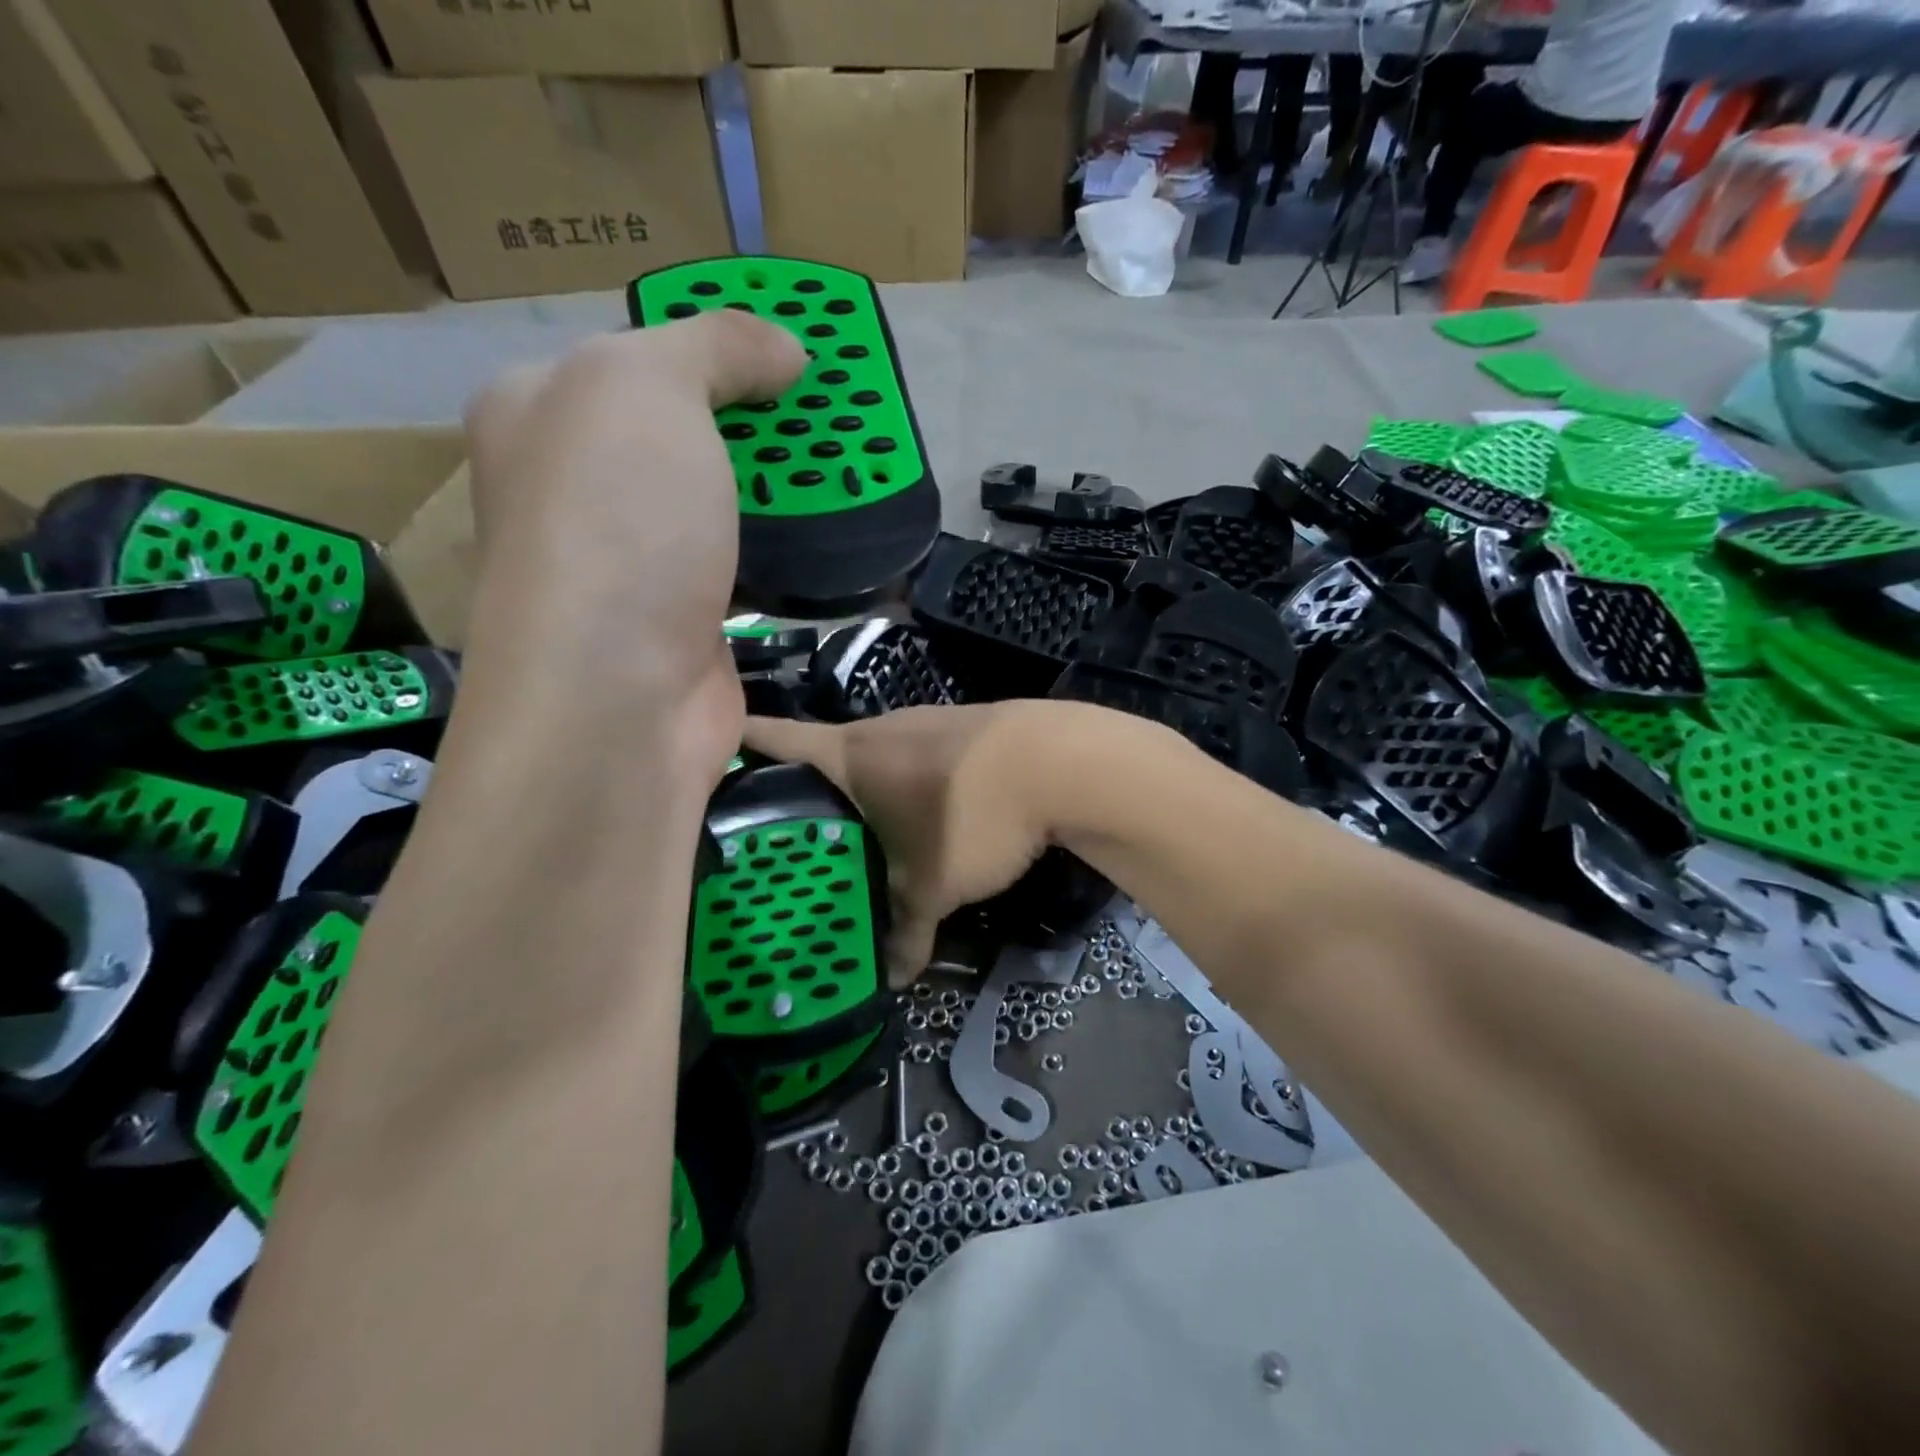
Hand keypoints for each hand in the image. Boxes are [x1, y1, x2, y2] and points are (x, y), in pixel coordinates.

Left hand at [460, 311, 804, 779]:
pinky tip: (833, 541)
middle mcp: (577, 486)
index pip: (638, 355)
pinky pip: (743, 567)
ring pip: (718, 504)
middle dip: (760, 423)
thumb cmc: (617, 523)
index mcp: (542, 410)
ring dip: (779, 492)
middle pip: (684, 432)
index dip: (715, 347)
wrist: (619, 695)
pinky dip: (785, 554)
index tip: (791, 358)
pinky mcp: (685, 620)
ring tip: (849, 474)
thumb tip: (785, 349)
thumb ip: (716, 346)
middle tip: (832, 418)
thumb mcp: (650, 389)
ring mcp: (633, 561)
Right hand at [742, 704, 1060, 982]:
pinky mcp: (962, 729)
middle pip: (824, 754)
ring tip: (852, 835)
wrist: (1060, 761)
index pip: (777, 739)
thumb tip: (893, 980)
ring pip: (875, 757)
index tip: (709, 751)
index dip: (742, 744)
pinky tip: (919, 816)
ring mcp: (924, 721)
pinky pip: (915, 758)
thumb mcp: (934, 886)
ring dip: (862, 789)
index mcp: (851, 753)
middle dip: (804, 789)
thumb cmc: (971, 815)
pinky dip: (906, 784)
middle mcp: (880, 727)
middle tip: (782, 835)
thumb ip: (906, 932)